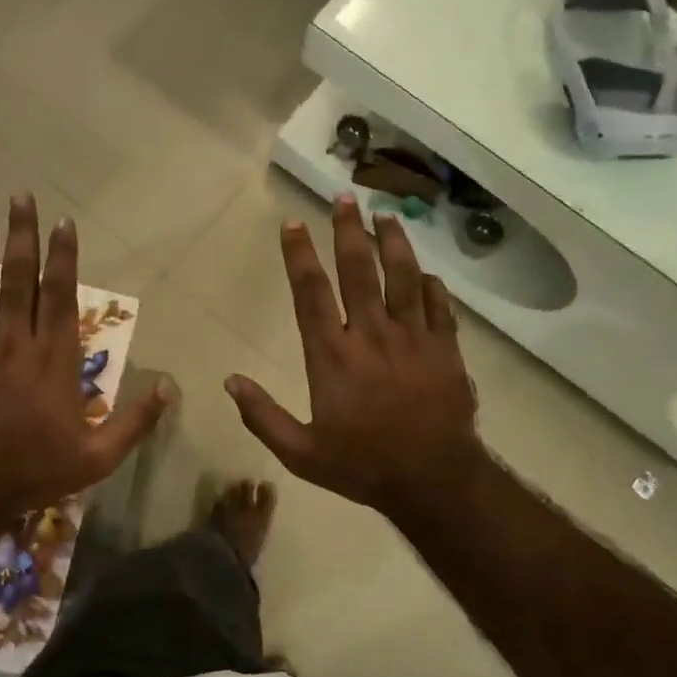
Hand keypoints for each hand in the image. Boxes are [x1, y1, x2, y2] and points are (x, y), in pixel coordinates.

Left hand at [0, 195, 168, 532]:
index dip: (63, 257)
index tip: (62, 223)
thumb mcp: (98, 457)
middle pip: (18, 279)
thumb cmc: (36, 470)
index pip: (61, 295)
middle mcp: (16, 342)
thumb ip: (136, 421)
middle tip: (19, 198)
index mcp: (55, 359)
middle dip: (21, 236)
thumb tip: (171, 388)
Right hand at [226, 194, 490, 526]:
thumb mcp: (300, 453)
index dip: (299, 256)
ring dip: (393, 242)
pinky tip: (425, 272)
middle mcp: (371, 335)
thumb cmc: (362, 465)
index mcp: (332, 356)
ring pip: (402, 277)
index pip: (311, 293)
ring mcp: (413, 338)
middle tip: (344, 197)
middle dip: (348, 230)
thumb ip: (262, 416)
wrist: (433, 480)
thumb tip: (230, 380)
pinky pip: (438, 306)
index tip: (293, 224)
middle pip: (358, 270)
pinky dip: (430, 285)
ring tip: (385, 215)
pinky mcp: (445, 348)